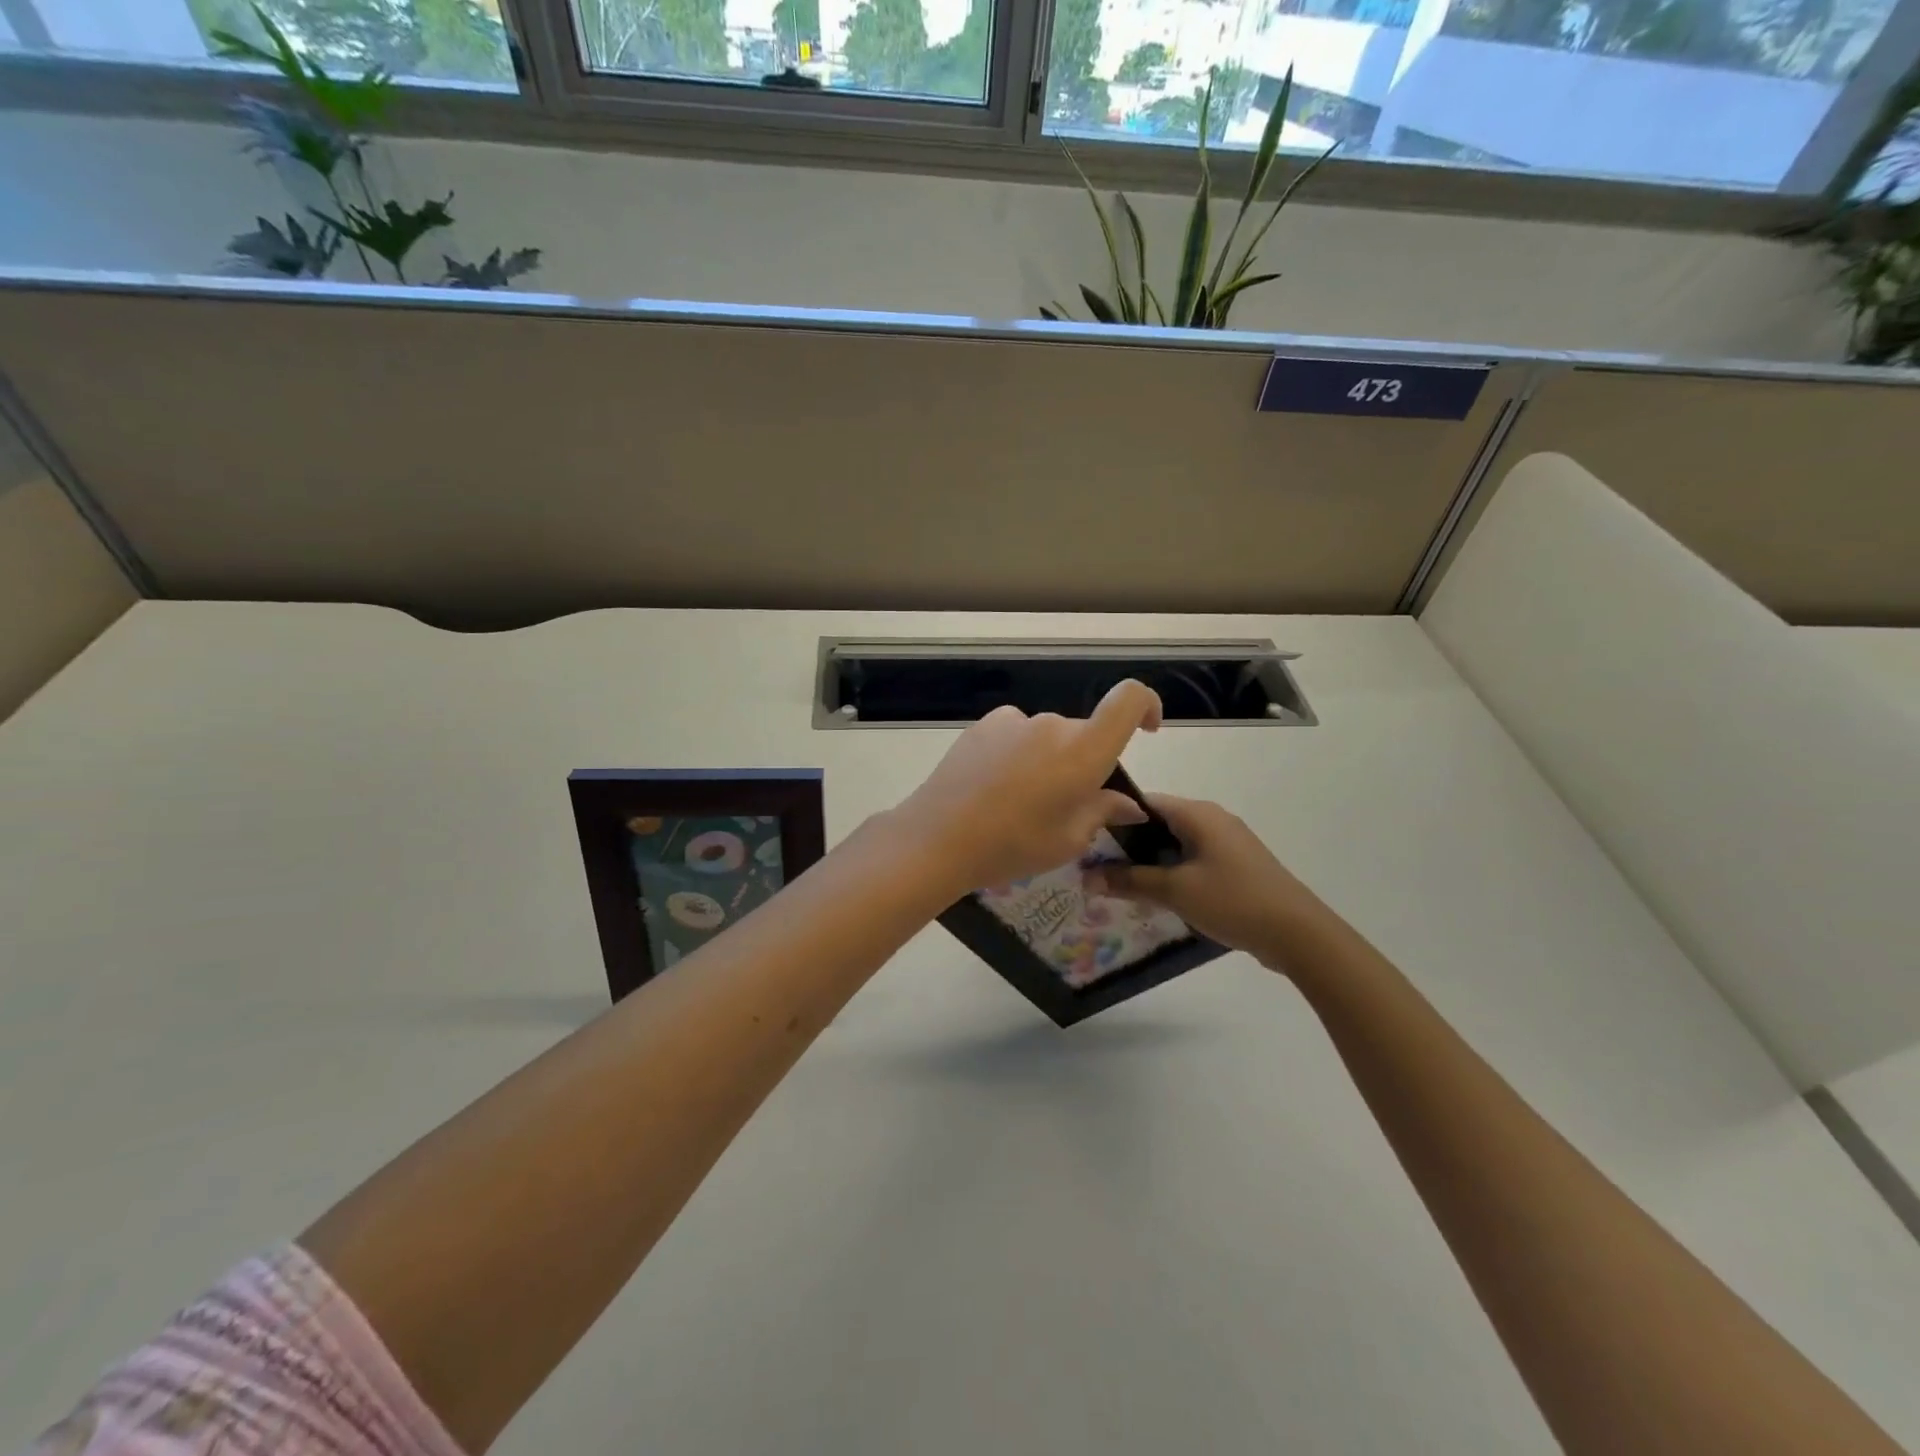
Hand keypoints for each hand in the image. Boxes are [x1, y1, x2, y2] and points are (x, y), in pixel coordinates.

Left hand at [895, 680, 1162, 892]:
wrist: (938, 838)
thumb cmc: (1012, 845)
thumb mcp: (1068, 840)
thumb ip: (1103, 812)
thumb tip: (1128, 804)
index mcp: (1084, 751)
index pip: (1129, 699)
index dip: (1147, 706)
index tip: (1147, 730)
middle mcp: (1053, 725)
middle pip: (1085, 733)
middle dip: (1085, 762)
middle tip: (1065, 806)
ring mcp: (1015, 721)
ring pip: (1049, 736)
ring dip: (1049, 760)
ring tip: (1022, 802)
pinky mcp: (985, 725)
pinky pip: (1017, 734)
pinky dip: (1019, 753)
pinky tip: (996, 785)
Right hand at [1086, 795, 1327, 969]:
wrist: (1299, 934)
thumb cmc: (1233, 900)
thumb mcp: (1175, 891)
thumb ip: (1130, 881)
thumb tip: (1086, 877)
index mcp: (1197, 813)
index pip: (1143, 802)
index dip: (1113, 818)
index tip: (1086, 840)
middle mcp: (1212, 819)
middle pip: (1158, 823)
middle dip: (1128, 844)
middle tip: (1096, 866)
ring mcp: (1227, 843)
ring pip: (1175, 843)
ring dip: (1149, 861)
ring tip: (1119, 883)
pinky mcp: (1236, 866)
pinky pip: (1193, 860)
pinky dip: (1171, 872)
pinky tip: (1156, 895)